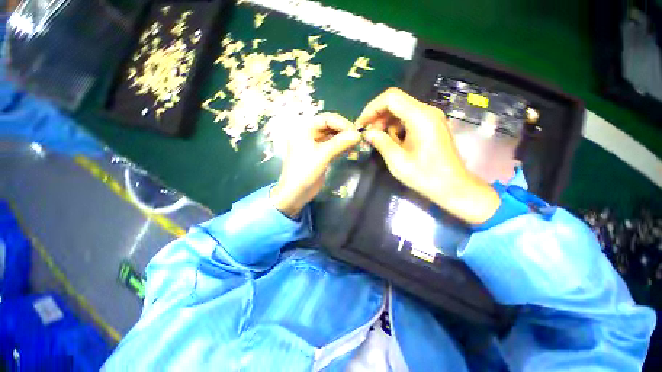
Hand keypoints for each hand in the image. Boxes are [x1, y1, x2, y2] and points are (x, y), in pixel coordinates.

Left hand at [271, 113, 360, 217]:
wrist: (295, 194)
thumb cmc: (304, 172)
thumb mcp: (322, 156)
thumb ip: (339, 143)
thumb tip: (357, 134)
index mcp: (304, 129)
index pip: (326, 119)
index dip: (342, 123)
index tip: (355, 132)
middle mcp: (309, 134)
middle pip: (330, 127)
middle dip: (344, 131)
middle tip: (358, 139)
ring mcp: (315, 145)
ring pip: (333, 137)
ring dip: (344, 140)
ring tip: (356, 145)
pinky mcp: (320, 155)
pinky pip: (333, 147)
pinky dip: (342, 147)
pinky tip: (351, 151)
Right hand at [356, 88, 500, 223]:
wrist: (452, 187)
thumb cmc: (425, 175)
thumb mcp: (397, 160)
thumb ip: (380, 142)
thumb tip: (368, 133)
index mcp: (420, 116)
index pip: (391, 98)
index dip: (371, 108)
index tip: (361, 125)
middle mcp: (427, 111)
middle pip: (395, 102)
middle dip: (378, 117)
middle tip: (368, 135)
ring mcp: (430, 118)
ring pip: (400, 111)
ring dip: (386, 123)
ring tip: (380, 141)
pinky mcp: (430, 126)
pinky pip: (408, 119)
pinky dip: (396, 128)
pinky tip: (393, 143)